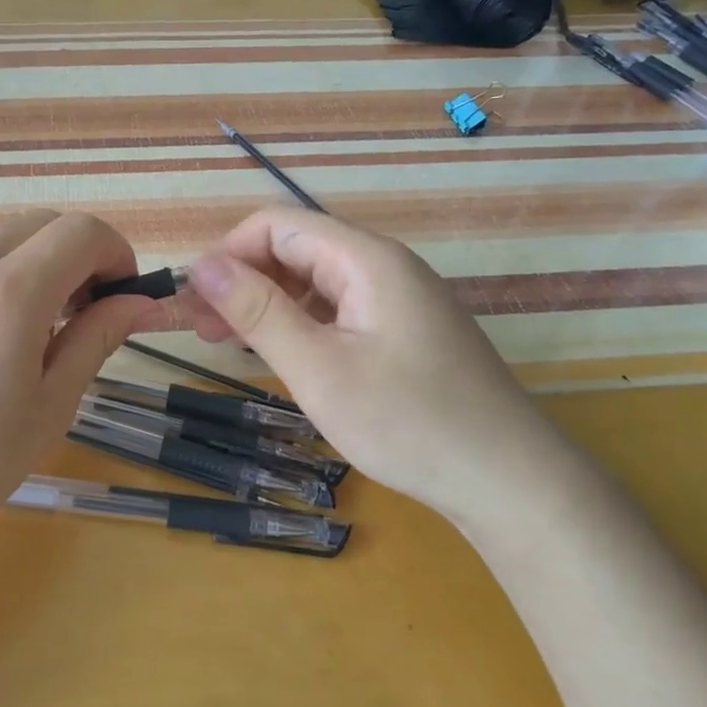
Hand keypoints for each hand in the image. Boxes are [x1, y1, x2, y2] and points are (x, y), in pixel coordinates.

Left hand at [0, 210, 153, 569]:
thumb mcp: (50, 406)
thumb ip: (98, 338)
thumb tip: (142, 303)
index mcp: (8, 292)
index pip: (82, 232)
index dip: (117, 255)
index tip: (123, 298)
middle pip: (40, 224)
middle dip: (78, 254)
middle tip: (84, 313)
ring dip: (35, 264)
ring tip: (34, 331)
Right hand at [183, 207, 569, 522]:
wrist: (510, 482)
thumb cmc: (409, 423)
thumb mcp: (319, 369)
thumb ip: (258, 312)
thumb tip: (201, 265)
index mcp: (366, 259)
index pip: (277, 224)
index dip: (228, 253)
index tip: (195, 303)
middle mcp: (384, 265)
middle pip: (295, 248)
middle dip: (242, 279)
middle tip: (202, 330)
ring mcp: (398, 298)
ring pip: (314, 280)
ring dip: (267, 303)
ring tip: (232, 344)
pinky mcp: (404, 329)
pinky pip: (338, 307)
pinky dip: (299, 322)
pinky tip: (283, 354)